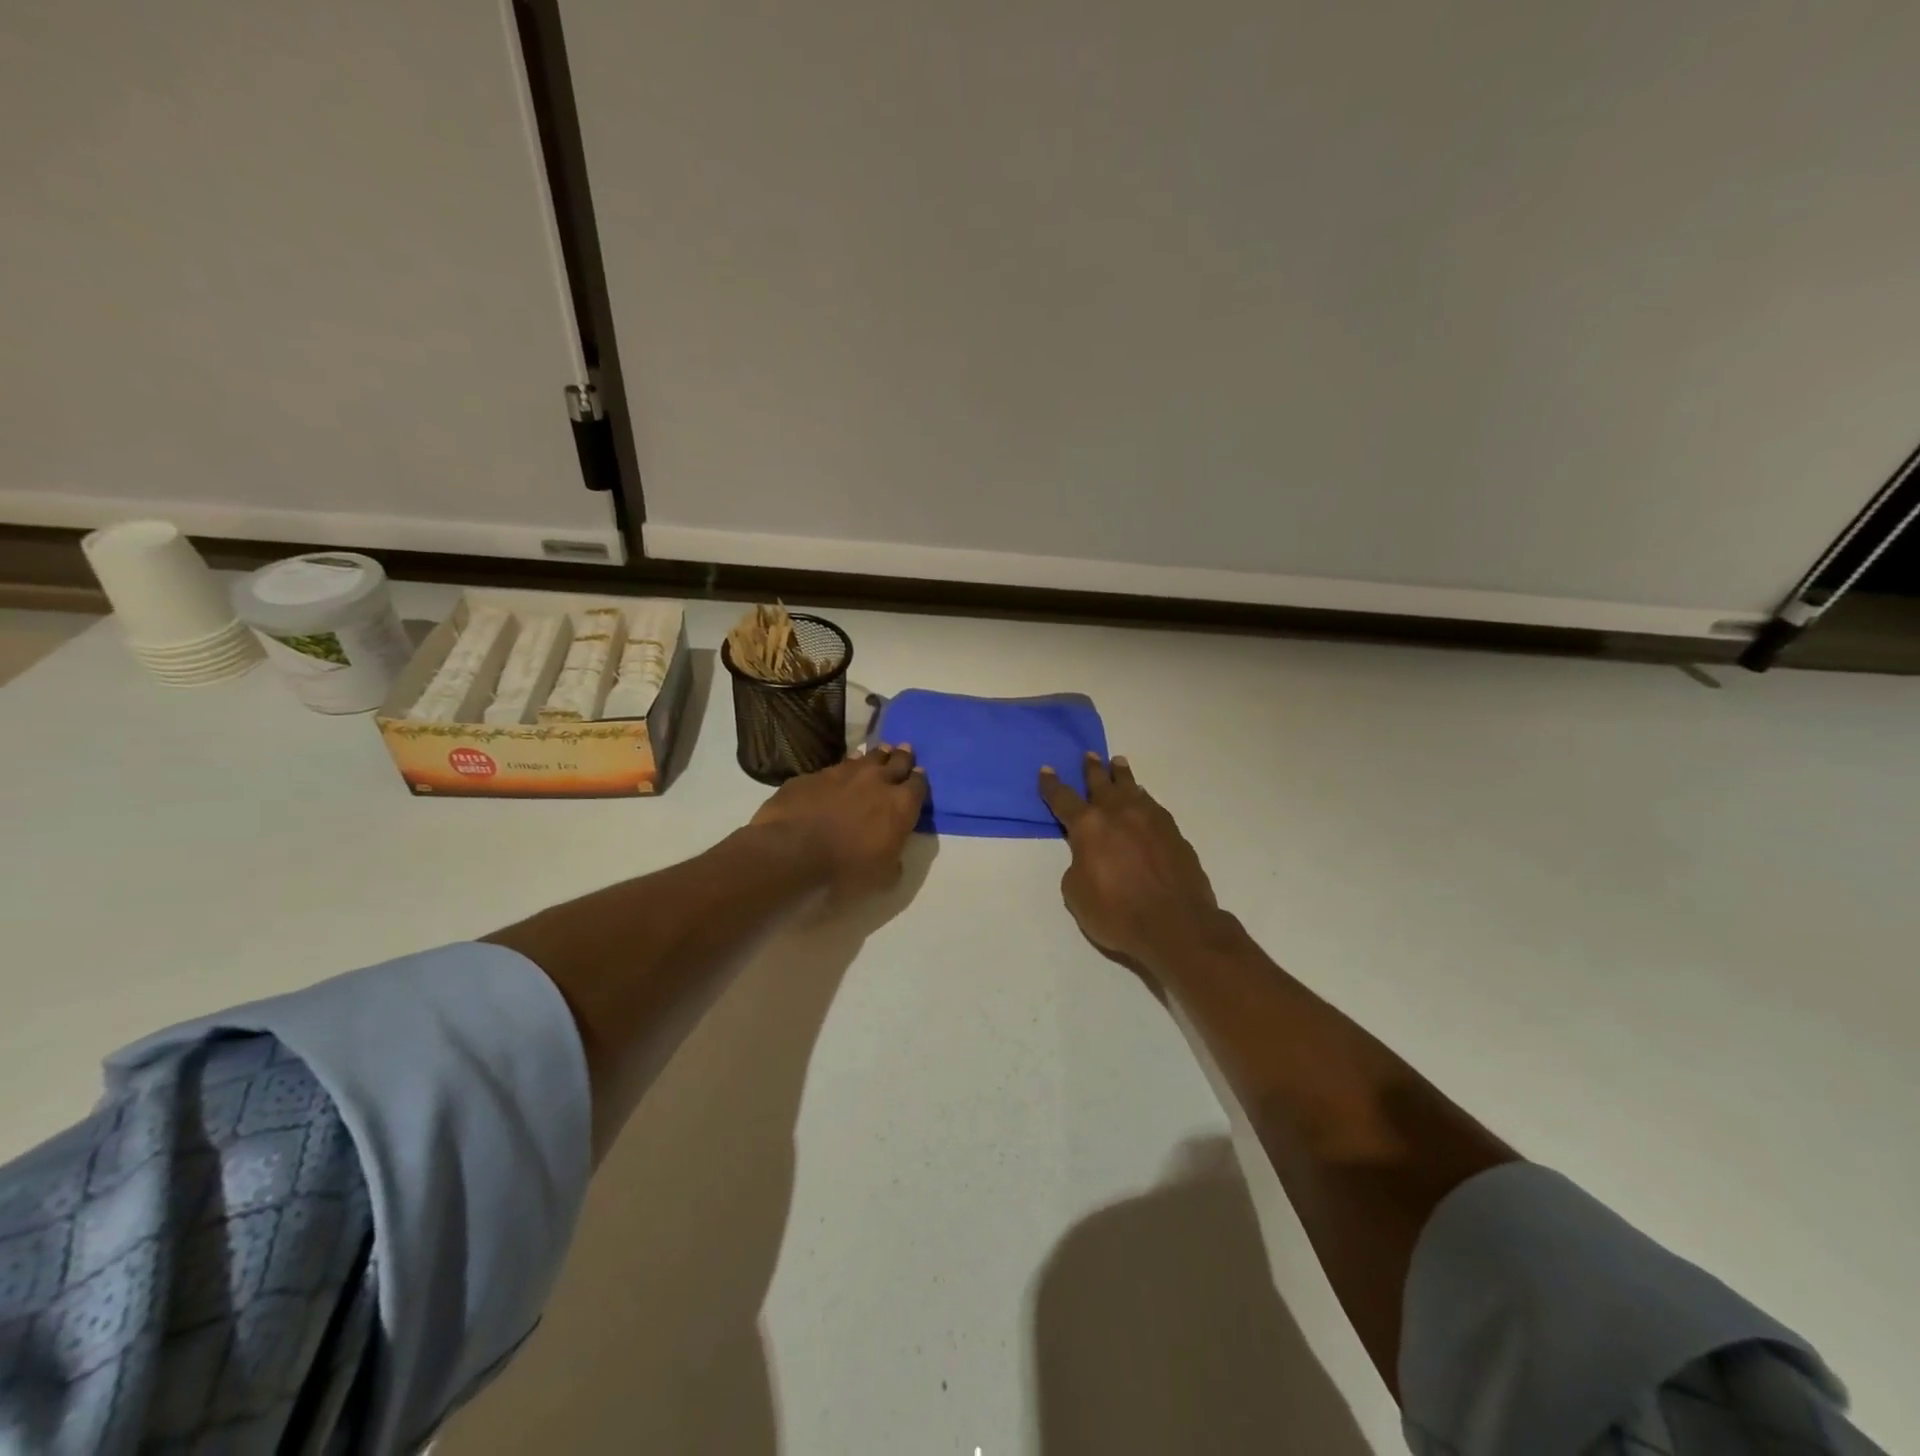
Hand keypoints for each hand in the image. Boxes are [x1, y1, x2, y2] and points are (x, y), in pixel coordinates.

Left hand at [752, 743, 926, 897]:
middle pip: (896, 760)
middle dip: (902, 756)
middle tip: (905, 750)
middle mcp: (877, 780)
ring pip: (866, 757)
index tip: (919, 776)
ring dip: (875, 756)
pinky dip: (843, 769)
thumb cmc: (846, 870)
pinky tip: (840, 773)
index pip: (918, 785)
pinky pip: (835, 767)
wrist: (792, 853)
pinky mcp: (813, 775)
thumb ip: (895, 860)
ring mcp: (843, 773)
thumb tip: (894, 854)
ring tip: (879, 753)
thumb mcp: (884, 878)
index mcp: (900, 805)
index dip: (919, 780)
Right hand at [1039, 752, 1224, 970]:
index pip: (1063, 799)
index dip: (1052, 785)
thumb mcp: (1077, 894)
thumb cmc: (1117, 913)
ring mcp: (1150, 819)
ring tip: (1118, 763)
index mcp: (1088, 826)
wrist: (1177, 925)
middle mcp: (1118, 813)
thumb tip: (1090, 857)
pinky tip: (1143, 799)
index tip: (1047, 770)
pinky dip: (1143, 798)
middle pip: (1101, 783)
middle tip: (1089, 755)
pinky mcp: (1173, 832)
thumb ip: (1078, 866)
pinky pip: (1152, 805)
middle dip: (1092, 769)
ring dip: (1121, 775)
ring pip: (1131, 788)